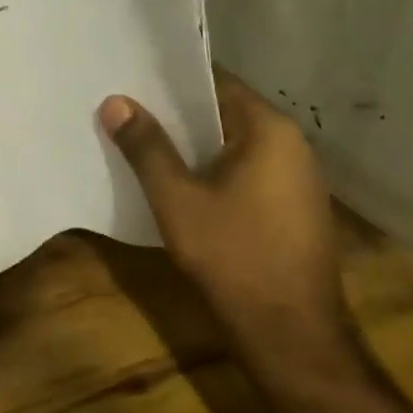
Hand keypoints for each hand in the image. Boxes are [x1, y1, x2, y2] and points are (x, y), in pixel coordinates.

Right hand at [100, 75, 358, 377]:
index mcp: (270, 130)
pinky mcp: (293, 208)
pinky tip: (179, 182)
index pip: (217, 81)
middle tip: (127, 108)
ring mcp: (297, 178)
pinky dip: (213, 168)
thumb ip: (146, 147)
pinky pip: (246, 170)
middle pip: (225, 111)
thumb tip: (115, 101)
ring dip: (193, 143)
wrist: (291, 334)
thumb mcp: (177, 199)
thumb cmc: (233, 256)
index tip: (132, 77)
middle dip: (176, 112)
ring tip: (143, 140)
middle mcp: (292, 144)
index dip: (172, 79)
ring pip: (235, 143)